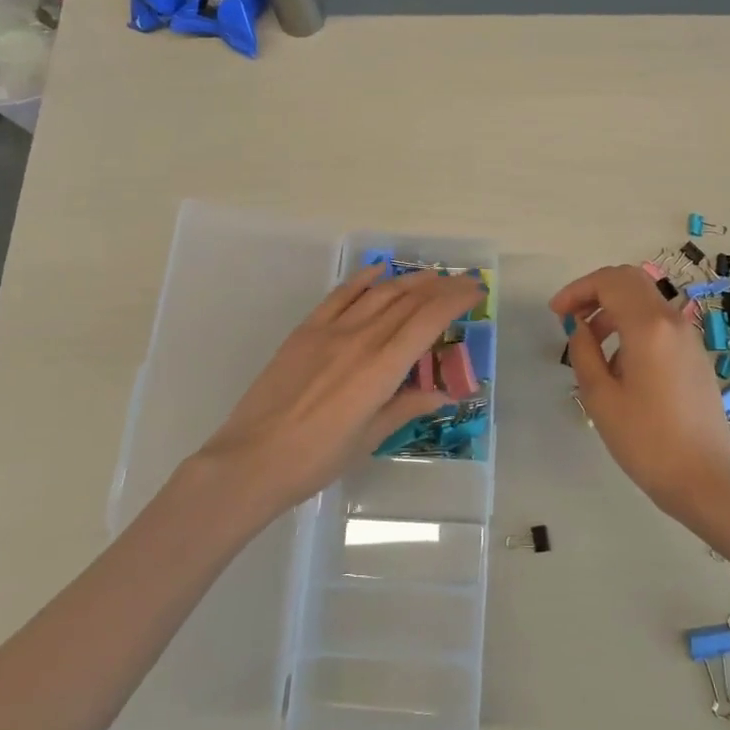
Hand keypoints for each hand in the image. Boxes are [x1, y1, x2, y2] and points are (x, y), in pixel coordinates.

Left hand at [198, 266, 483, 510]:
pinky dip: (362, 279)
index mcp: (382, 367)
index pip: (428, 320)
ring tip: (430, 276)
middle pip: (408, 300)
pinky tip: (378, 271)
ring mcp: (331, 330)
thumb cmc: (318, 458)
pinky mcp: (305, 330)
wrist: (253, 458)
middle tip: (462, 282)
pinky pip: (340, 295)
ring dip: (408, 280)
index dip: (455, 300)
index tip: (475, 291)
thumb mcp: (370, 437)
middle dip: (440, 287)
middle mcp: (361, 338)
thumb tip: (440, 393)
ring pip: (379, 292)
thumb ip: (406, 407)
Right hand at [550, 265, 729, 519]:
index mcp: (648, 326)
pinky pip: (659, 322)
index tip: (556, 313)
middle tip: (572, 317)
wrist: (703, 479)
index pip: (609, 282)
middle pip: (630, 281)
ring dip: (614, 308)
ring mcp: (689, 337)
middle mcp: (672, 321)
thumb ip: (583, 351)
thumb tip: (579, 326)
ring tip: (591, 343)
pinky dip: (633, 324)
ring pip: (646, 300)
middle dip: (596, 291)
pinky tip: (620, 362)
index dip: (577, 290)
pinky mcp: (695, 355)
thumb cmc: (645, 440)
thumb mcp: (600, 396)